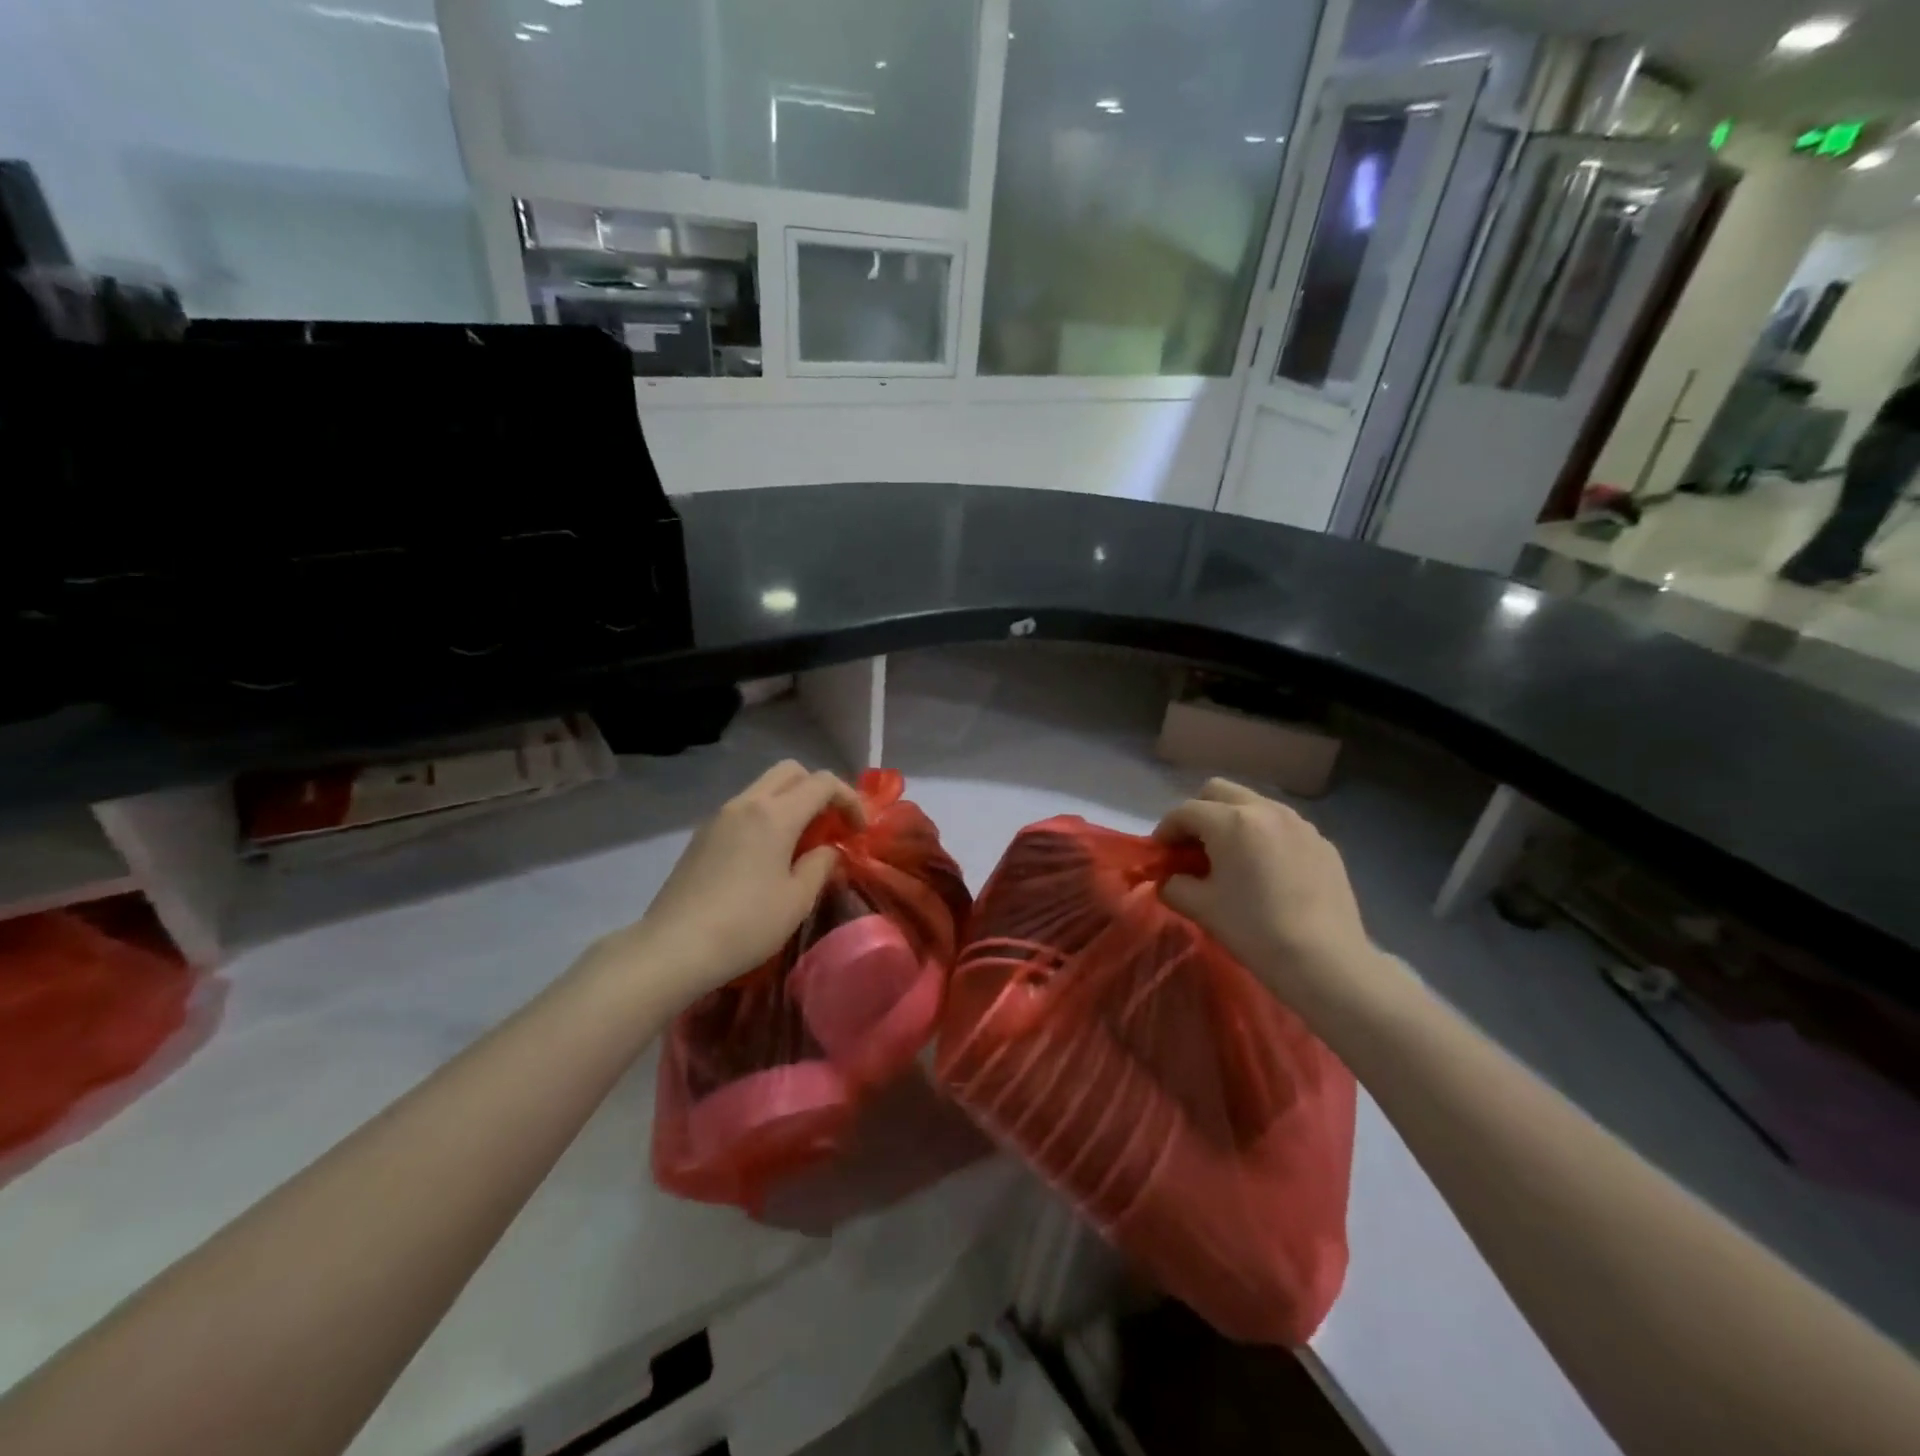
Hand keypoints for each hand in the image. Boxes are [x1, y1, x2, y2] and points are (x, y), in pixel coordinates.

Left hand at [589, 761, 863, 1010]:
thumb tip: (827, 850)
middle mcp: (746, 804)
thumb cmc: (746, 924)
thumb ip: (821, 865)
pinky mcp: (702, 836)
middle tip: (831, 825)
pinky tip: (768, 855)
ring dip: (791, 802)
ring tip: (802, 842)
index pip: (823, 782)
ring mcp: (719, 817)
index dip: (849, 799)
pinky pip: (744, 809)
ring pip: (764, 787)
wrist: (674, 947)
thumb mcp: (798, 899)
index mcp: (774, 814)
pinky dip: (766, 816)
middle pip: (790, 771)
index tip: (859, 830)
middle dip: (818, 789)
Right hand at [1155, 779, 1382, 1011]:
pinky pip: (1283, 827)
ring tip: (1232, 857)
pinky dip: (1265, 837)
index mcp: (1231, 821)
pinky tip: (1268, 872)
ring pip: (1254, 804)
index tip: (1161, 853)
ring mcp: (1300, 824)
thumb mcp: (1201, 908)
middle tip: (1194, 846)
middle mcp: (1265, 810)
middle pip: (1219, 791)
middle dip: (1199, 813)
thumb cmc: (1254, 930)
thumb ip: (1174, 885)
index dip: (1166, 829)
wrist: (1325, 961)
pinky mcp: (1323, 843)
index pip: (1185, 811)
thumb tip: (1170, 879)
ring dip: (1234, 821)